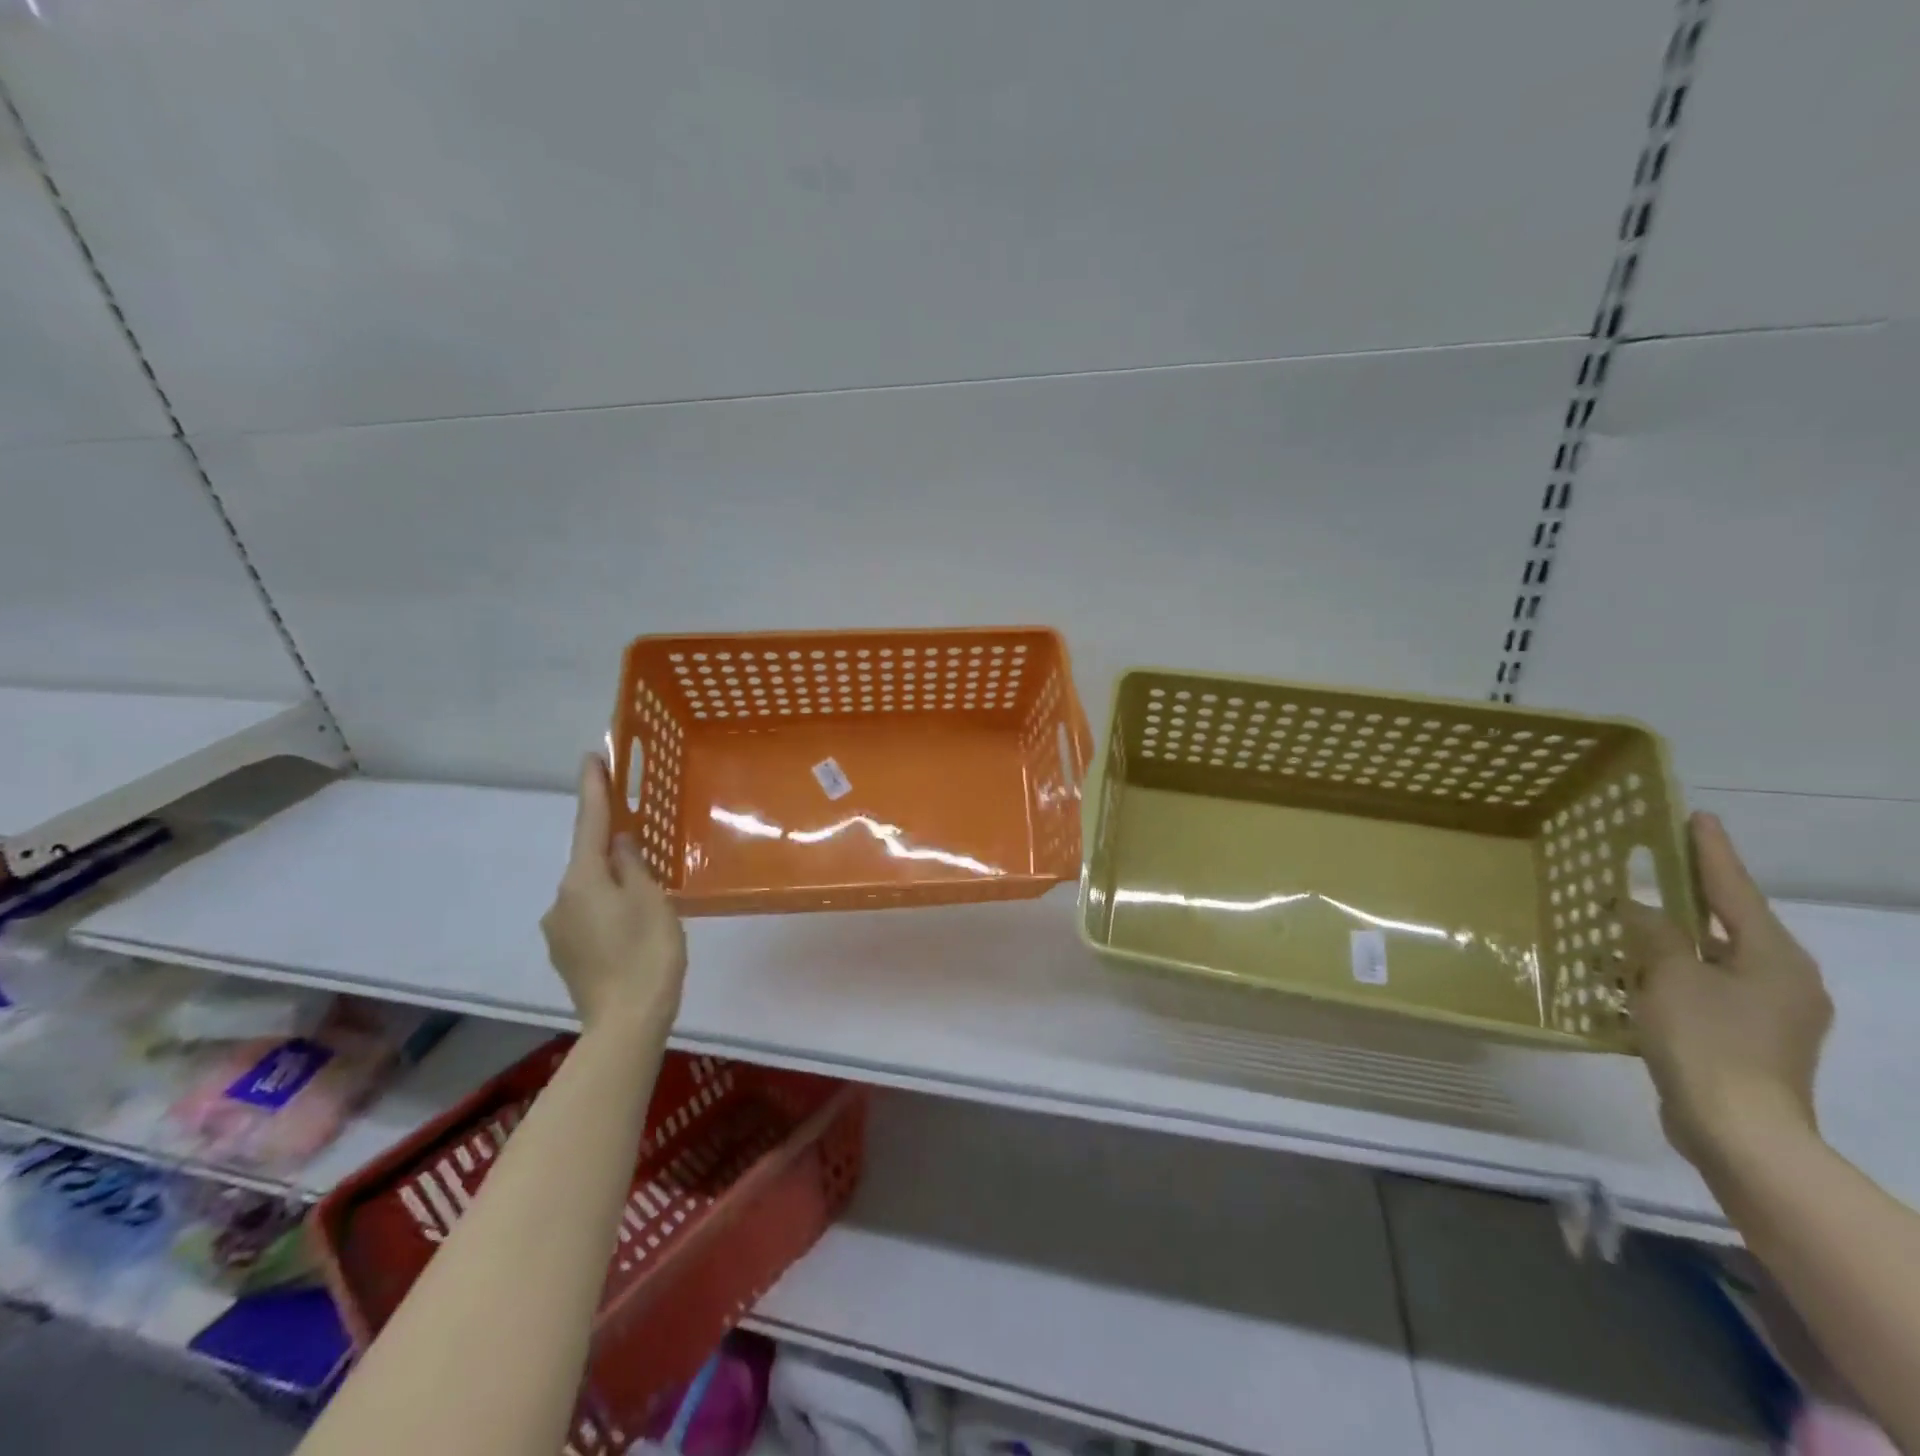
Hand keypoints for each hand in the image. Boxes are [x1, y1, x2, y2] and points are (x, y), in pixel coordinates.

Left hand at [540, 754, 686, 1039]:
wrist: (625, 1023)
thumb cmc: (647, 953)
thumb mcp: (652, 900)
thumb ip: (633, 865)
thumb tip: (619, 843)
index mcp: (583, 880)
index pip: (589, 823)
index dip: (593, 789)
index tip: (591, 756)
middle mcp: (561, 899)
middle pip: (589, 860)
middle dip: (610, 845)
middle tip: (640, 837)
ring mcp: (559, 930)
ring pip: (590, 891)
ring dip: (612, 884)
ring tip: (646, 897)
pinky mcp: (566, 954)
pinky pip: (589, 916)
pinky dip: (609, 910)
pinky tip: (631, 926)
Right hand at [1623, 812, 1832, 1168]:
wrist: (1738, 1132)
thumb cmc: (1707, 1042)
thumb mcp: (1669, 976)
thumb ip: (1653, 933)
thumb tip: (1635, 907)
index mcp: (1773, 958)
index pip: (1734, 890)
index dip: (1711, 852)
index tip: (1697, 817)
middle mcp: (1780, 980)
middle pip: (1725, 924)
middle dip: (1685, 900)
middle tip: (1649, 871)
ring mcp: (1766, 1015)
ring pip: (1707, 960)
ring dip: (1667, 944)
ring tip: (1621, 928)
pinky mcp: (1743, 1041)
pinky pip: (1699, 992)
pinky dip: (1666, 979)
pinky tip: (1627, 981)